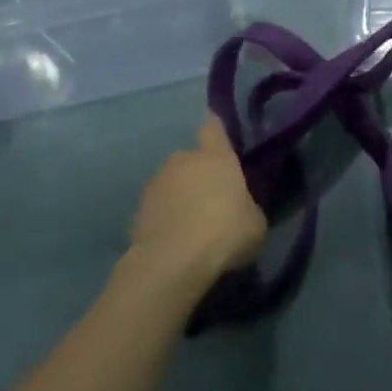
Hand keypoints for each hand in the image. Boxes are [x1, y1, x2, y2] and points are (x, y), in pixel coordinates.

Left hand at [129, 117, 266, 285]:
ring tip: (191, 226)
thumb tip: (240, 209)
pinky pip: (157, 209)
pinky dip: (164, 219)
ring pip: (171, 184)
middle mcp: (182, 161)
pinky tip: (174, 241)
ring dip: (179, 197)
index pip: (213, 129)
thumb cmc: (225, 232)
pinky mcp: (136, 210)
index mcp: (215, 157)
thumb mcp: (255, 223)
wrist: (173, 261)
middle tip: (211, 200)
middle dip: (199, 175)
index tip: (216, 130)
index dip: (215, 129)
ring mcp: (155, 184)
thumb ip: (247, 208)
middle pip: (191, 160)